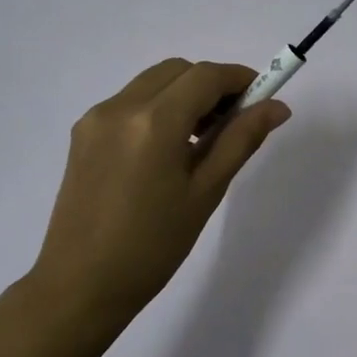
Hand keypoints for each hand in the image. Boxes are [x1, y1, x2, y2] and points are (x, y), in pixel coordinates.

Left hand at [28, 59, 290, 319]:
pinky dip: (158, 109)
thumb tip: (276, 107)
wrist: (81, 286)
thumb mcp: (205, 192)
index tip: (263, 98)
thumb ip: (240, 140)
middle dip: (211, 85)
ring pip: (152, 83)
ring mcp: (96, 118)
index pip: (206, 76)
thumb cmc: (153, 246)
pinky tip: (167, 151)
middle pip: (178, 71)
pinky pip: (129, 103)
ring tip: (202, 140)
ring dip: (184, 95)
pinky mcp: (82, 134)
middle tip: (234, 123)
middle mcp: (120, 107)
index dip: (240, 79)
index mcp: (154, 122)